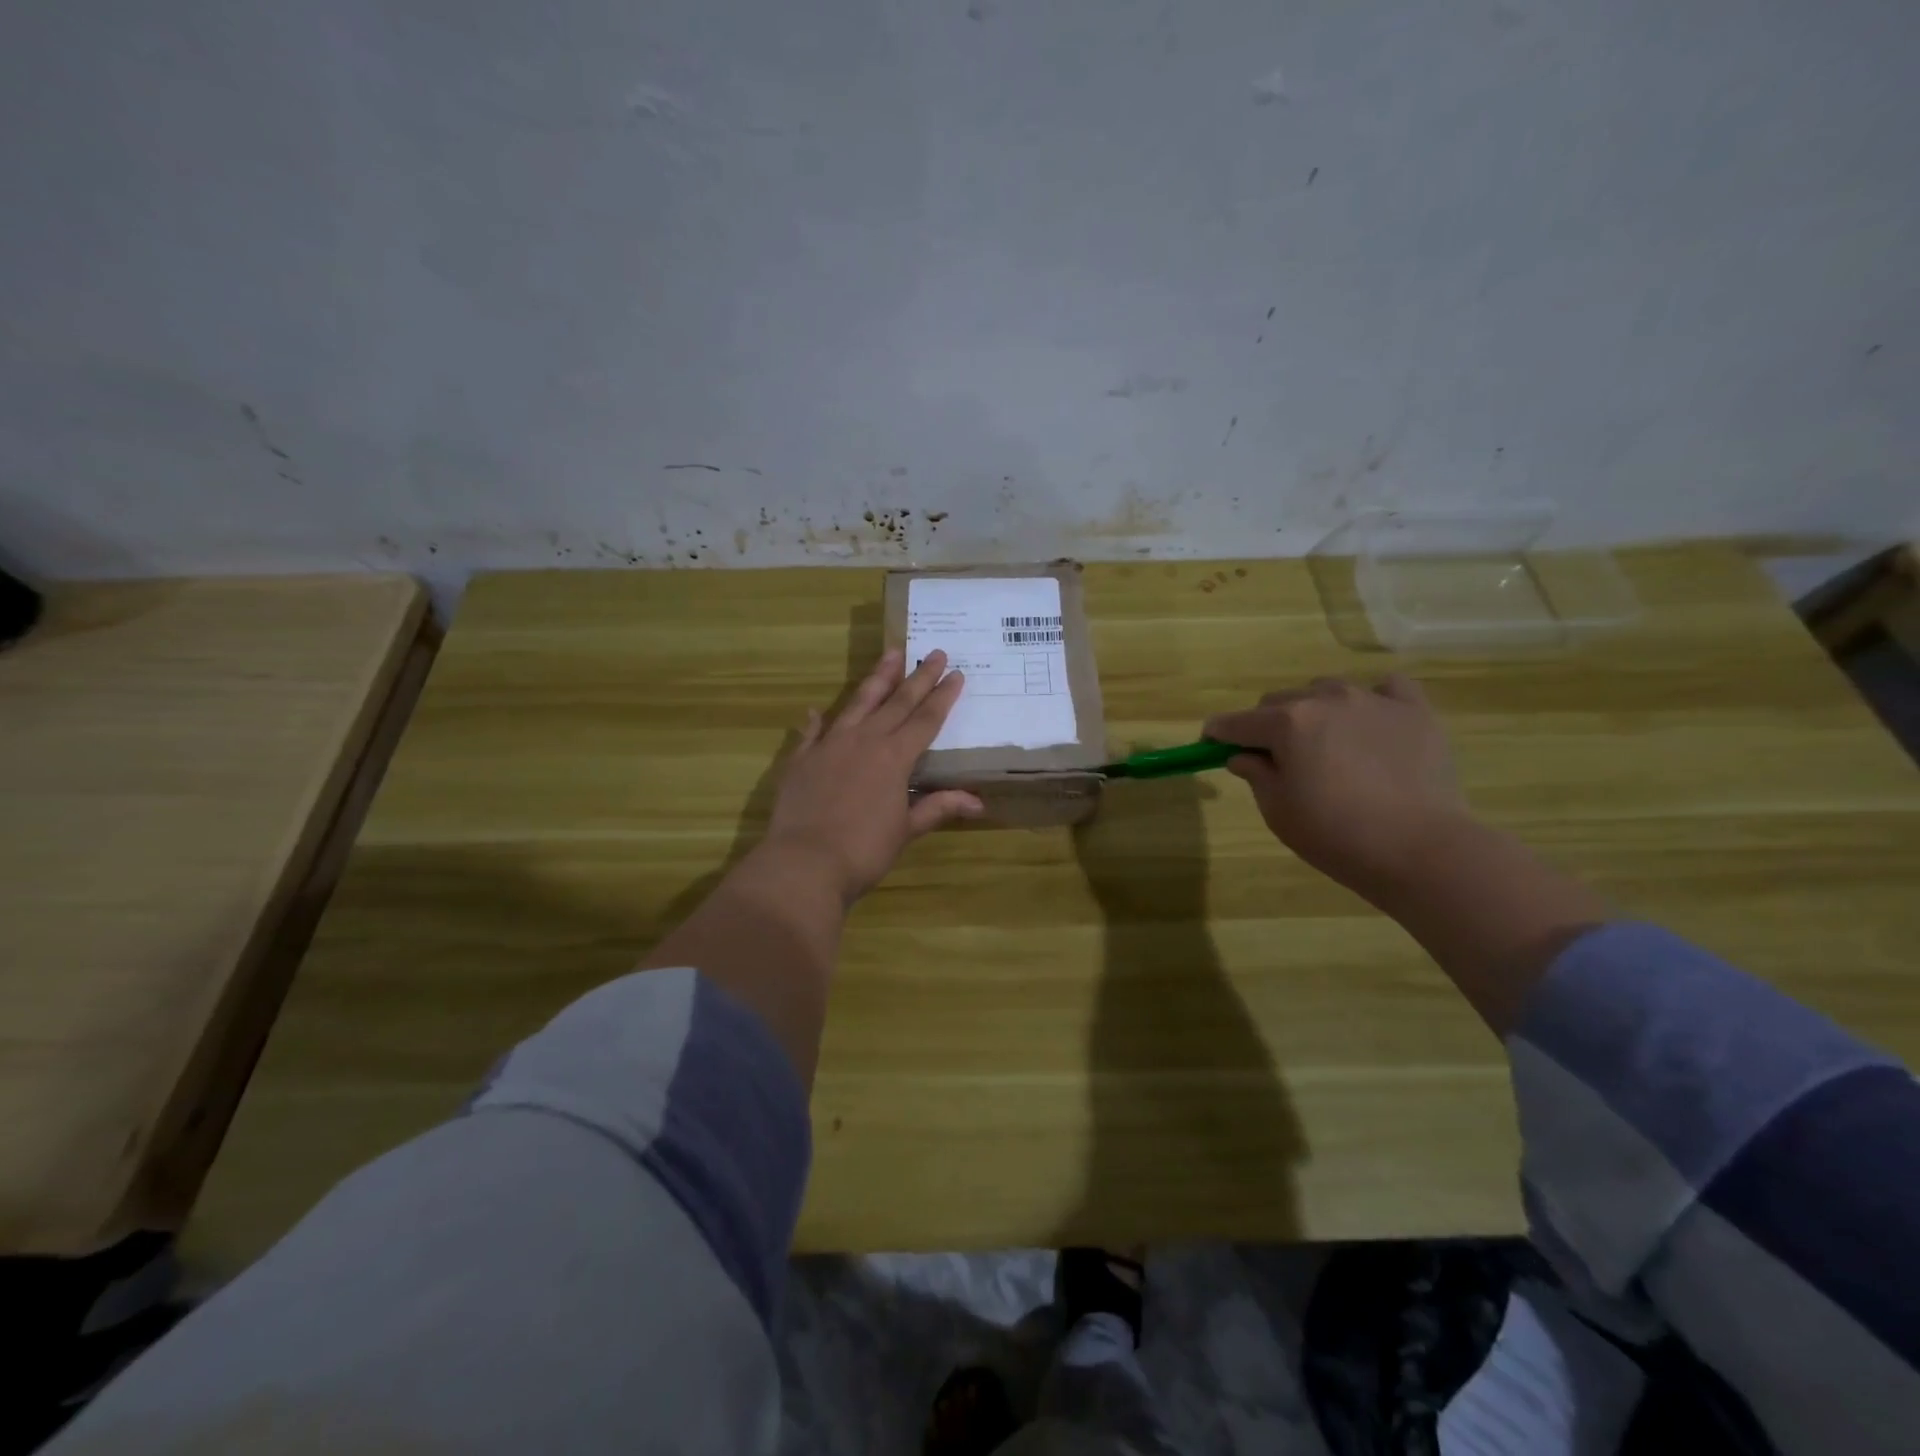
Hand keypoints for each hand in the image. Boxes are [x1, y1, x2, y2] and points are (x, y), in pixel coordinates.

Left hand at [760, 648, 983, 903]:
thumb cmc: (864, 850)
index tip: (956, 673)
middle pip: (897, 702)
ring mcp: (830, 745)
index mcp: (894, 757)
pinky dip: (816, 721)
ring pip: (858, 703)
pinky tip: (816, 709)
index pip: (925, 719)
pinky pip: (812, 732)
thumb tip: (978, 801)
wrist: (804, 863)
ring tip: (890, 654)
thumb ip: (937, 807)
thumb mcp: (906, 830)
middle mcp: (864, 741)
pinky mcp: (802, 759)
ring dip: (876, 679)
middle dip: (918, 677)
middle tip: (933, 651)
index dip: (943, 696)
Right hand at [1203, 675, 1470, 895]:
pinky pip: (1386, 688)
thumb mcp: (1279, 812)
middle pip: (1279, 701)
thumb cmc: (1337, 835)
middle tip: (1275, 759)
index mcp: (1286, 723)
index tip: (1210, 747)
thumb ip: (1255, 775)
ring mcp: (1373, 700)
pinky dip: (1372, 700)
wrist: (1422, 849)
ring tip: (1327, 744)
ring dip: (1315, 711)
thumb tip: (1243, 756)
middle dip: (1267, 725)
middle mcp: (1325, 699)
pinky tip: (1373, 724)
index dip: (1217, 735)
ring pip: (1327, 691)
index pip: (1235, 722)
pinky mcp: (1414, 710)